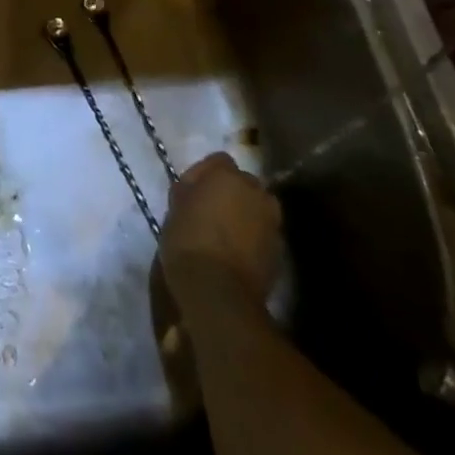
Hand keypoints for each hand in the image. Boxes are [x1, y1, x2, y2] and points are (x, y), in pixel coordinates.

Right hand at [160, 153, 283, 310]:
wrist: (218, 293)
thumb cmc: (188, 242)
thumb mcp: (175, 208)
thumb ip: (190, 190)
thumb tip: (196, 188)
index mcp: (227, 175)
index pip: (219, 160)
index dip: (205, 174)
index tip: (192, 192)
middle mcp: (255, 191)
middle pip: (243, 183)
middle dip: (230, 192)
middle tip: (210, 211)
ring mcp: (272, 221)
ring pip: (257, 208)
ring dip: (245, 214)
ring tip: (226, 233)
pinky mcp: (280, 251)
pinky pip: (264, 234)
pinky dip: (253, 238)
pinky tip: (237, 253)